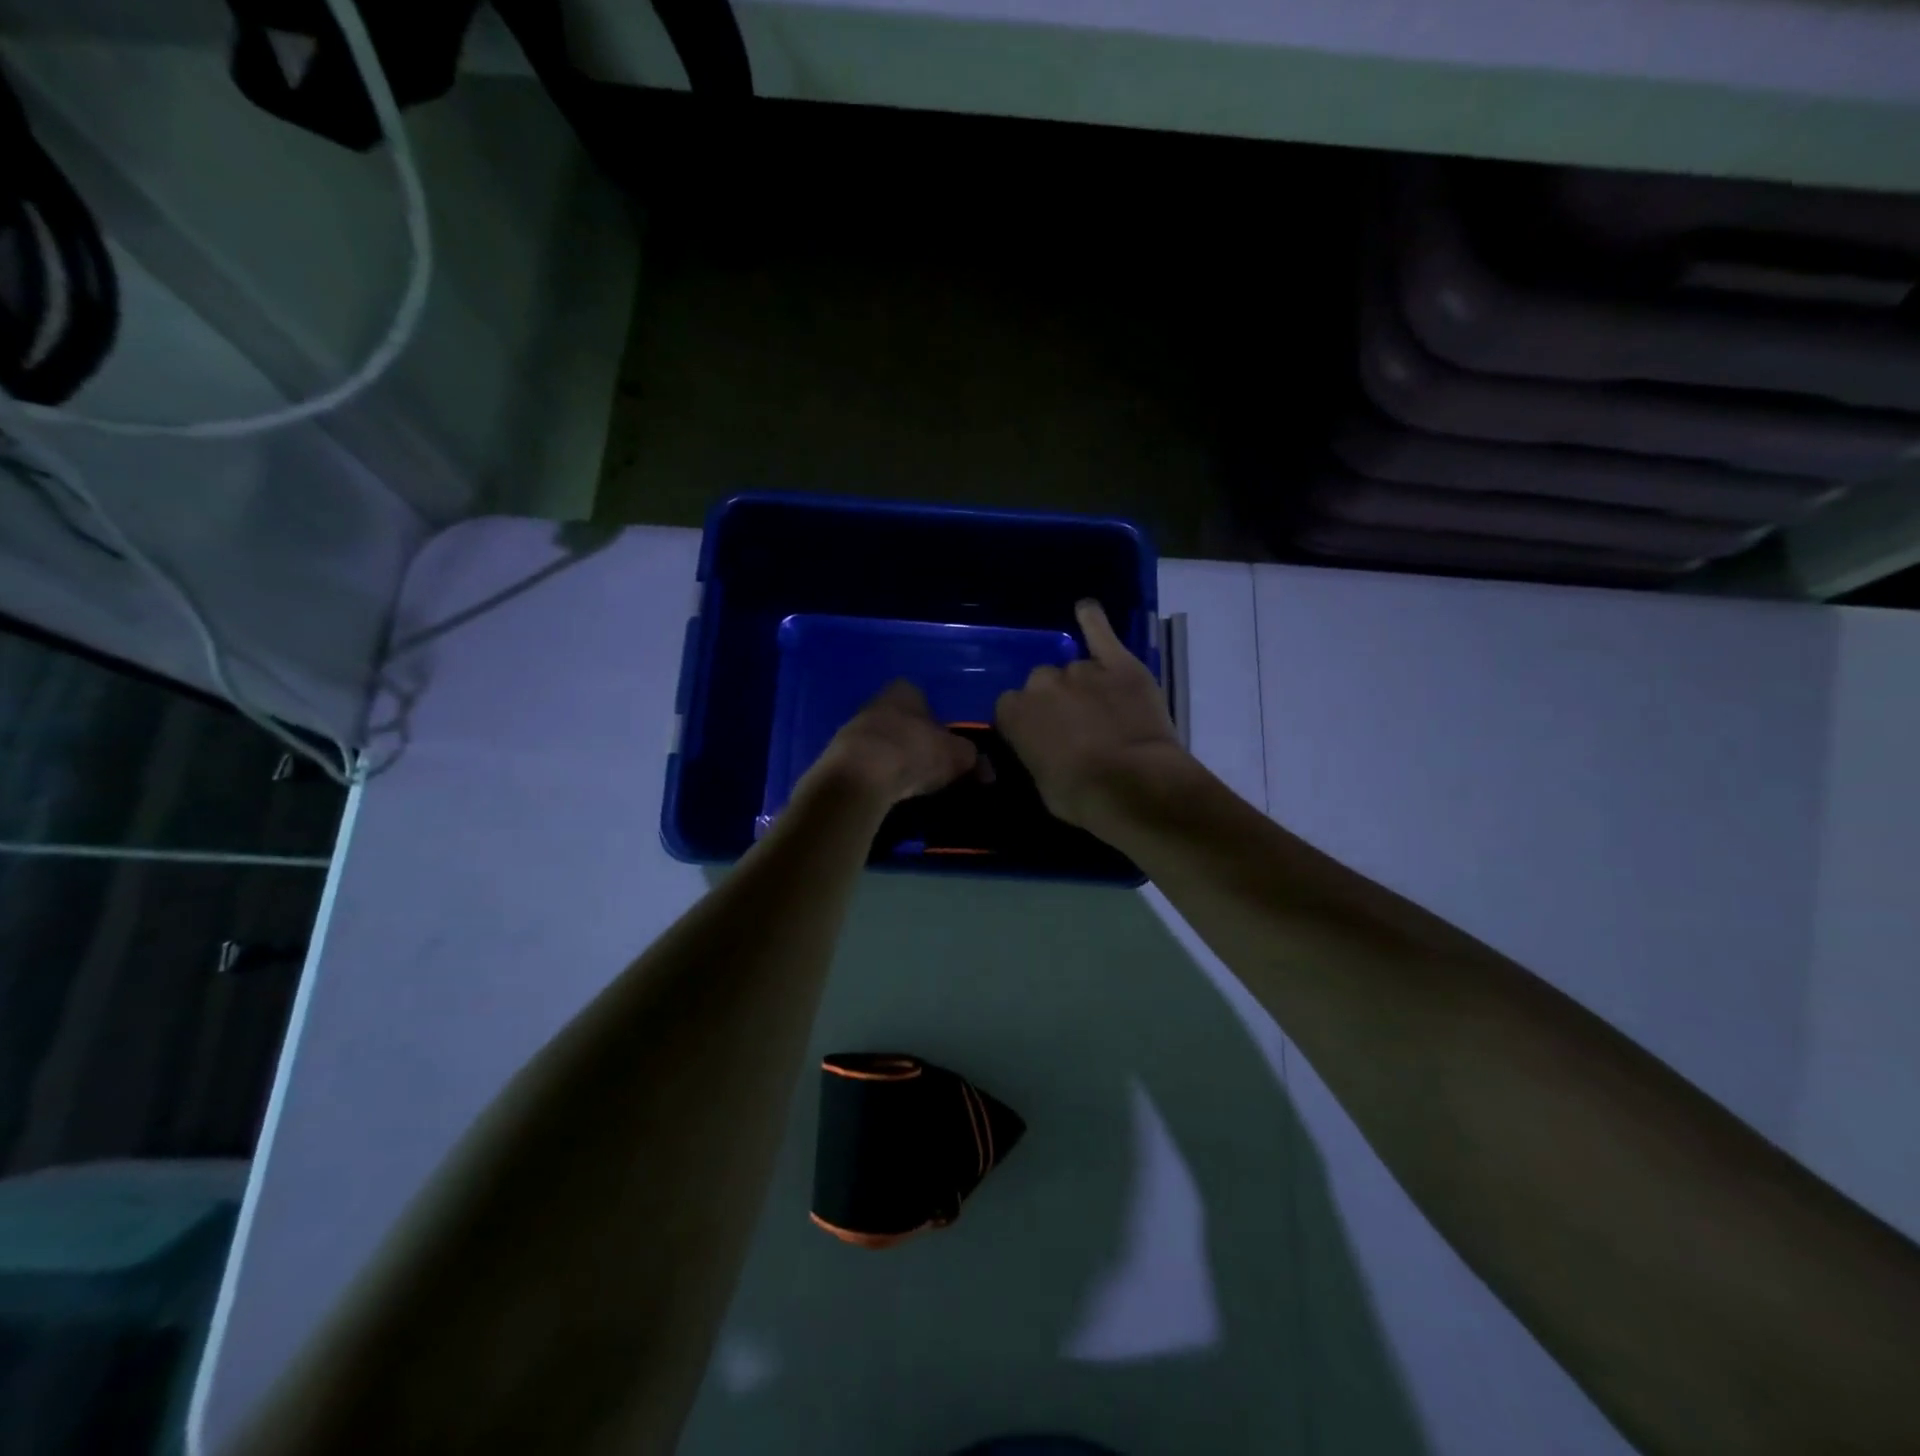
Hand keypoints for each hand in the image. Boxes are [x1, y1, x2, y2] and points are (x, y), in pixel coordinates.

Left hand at [803, 681, 978, 811]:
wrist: (859, 777)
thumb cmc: (913, 751)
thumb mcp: (957, 755)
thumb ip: (974, 759)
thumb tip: (988, 770)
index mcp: (904, 690)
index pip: (923, 698)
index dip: (936, 722)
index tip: (945, 745)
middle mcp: (876, 702)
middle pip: (900, 720)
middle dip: (914, 740)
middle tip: (931, 766)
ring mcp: (852, 729)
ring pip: (881, 742)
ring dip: (893, 759)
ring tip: (909, 785)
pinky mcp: (837, 758)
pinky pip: (865, 765)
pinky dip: (876, 776)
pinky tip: (886, 793)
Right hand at [995, 600, 1194, 827]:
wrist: (1133, 785)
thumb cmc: (1080, 796)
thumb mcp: (1042, 782)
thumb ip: (1035, 753)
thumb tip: (1043, 747)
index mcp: (1014, 713)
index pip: (1009, 706)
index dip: (1027, 721)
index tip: (1040, 735)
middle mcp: (1042, 683)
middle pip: (1042, 681)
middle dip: (1055, 700)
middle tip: (1076, 725)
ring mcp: (1081, 669)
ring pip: (1075, 668)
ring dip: (1084, 685)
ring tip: (1105, 710)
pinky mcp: (1119, 663)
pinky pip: (1100, 632)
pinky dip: (1093, 621)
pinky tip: (1087, 610)